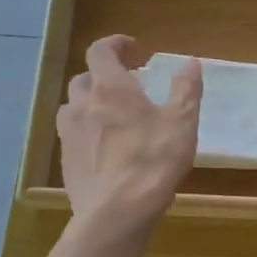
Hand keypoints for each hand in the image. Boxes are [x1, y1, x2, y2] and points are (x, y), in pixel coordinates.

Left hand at [58, 35, 201, 236]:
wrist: (116, 212)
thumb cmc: (153, 161)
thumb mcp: (182, 123)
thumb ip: (186, 90)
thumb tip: (190, 63)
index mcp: (110, 87)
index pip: (100, 50)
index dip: (115, 44)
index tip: (133, 49)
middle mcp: (83, 104)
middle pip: (84, 78)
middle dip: (104, 76)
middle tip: (128, 87)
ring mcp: (69, 134)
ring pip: (74, 107)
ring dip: (91, 103)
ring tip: (112, 117)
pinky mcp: (65, 161)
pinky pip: (72, 135)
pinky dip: (86, 131)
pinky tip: (105, 149)